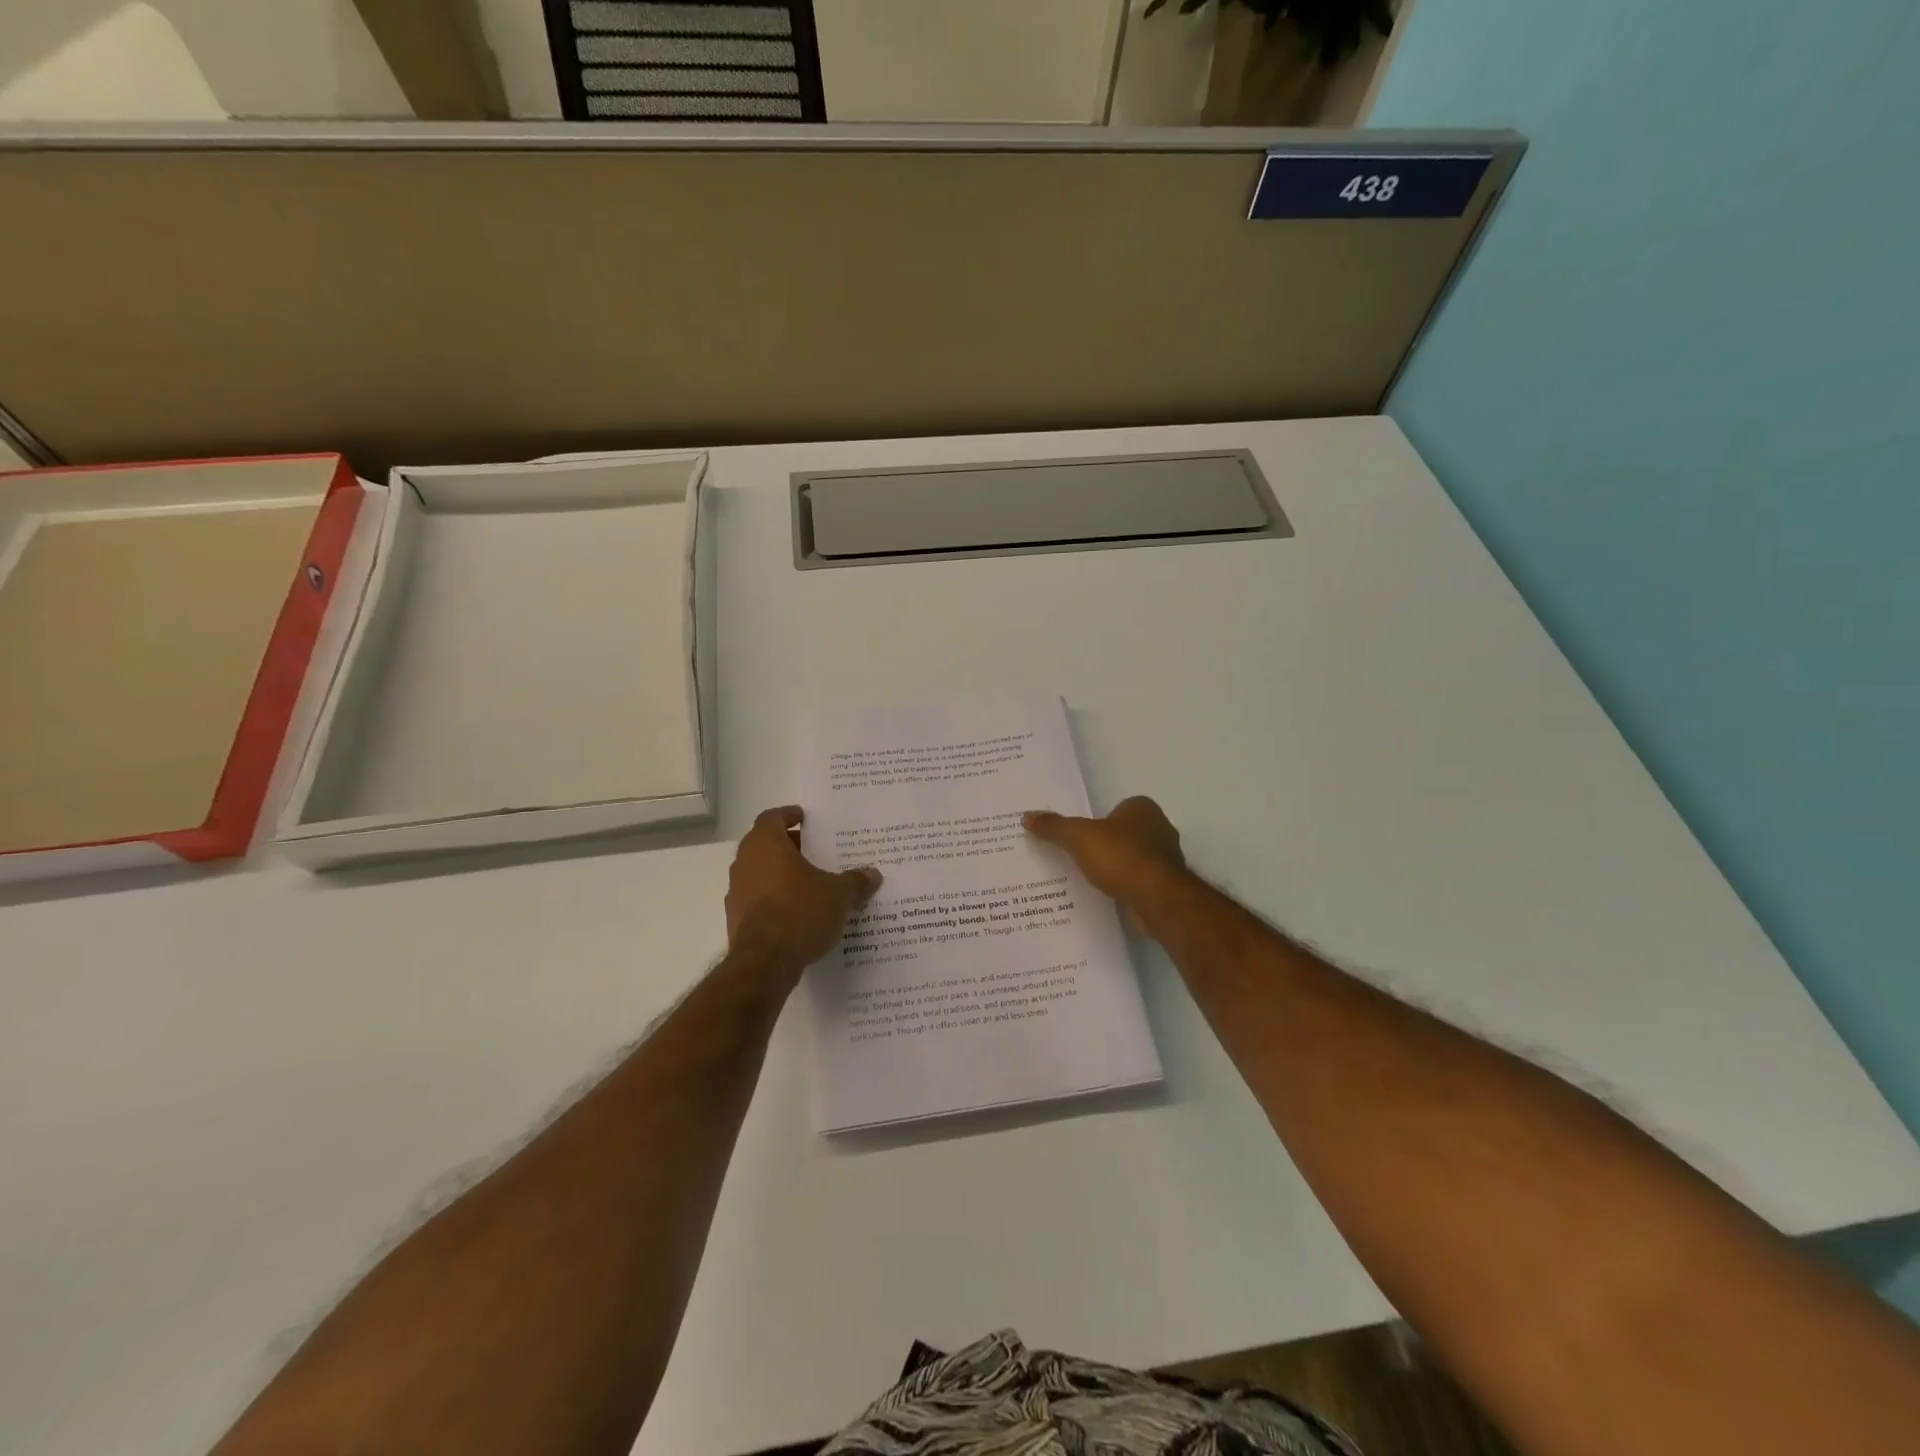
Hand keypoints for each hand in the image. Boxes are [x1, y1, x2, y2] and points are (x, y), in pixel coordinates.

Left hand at [726, 806, 881, 977]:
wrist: (765, 962)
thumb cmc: (800, 912)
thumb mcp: (839, 895)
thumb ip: (855, 882)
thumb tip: (873, 874)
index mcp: (766, 844)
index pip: (772, 817)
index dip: (788, 815)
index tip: (804, 818)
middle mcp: (745, 862)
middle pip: (765, 844)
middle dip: (789, 846)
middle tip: (815, 850)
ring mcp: (736, 891)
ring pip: (759, 872)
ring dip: (780, 873)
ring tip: (810, 883)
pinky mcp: (735, 918)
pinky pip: (757, 898)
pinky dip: (774, 898)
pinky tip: (797, 912)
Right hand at [1024, 795, 1188, 910]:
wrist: (1156, 898)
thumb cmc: (1120, 857)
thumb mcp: (1078, 837)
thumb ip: (1054, 826)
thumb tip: (1027, 816)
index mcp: (1143, 808)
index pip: (1117, 808)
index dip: (1099, 821)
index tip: (1080, 836)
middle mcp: (1160, 828)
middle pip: (1126, 833)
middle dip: (1107, 844)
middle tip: (1080, 856)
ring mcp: (1167, 859)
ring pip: (1134, 858)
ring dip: (1117, 867)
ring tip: (1090, 879)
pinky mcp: (1167, 886)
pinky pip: (1139, 881)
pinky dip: (1125, 886)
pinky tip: (1108, 896)